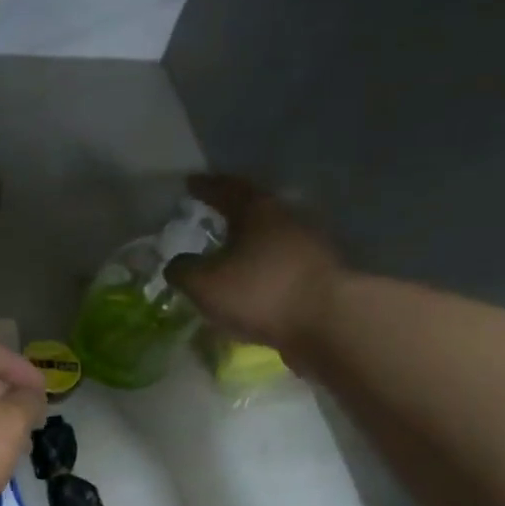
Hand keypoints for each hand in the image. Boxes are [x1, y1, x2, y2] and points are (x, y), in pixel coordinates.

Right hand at [164, 175, 343, 357]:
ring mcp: (308, 247)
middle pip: (254, 210)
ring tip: (228, 256)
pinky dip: (262, 271)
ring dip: (248, 245)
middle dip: (231, 214)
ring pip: (269, 239)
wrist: (328, 322)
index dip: (206, 187)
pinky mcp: (319, 276)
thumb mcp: (205, 284)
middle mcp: (286, 220)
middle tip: (211, 218)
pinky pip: (281, 266)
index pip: (227, 189)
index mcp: (257, 211)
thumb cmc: (260, 292)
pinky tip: (250, 286)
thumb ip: (183, 271)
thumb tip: (176, 265)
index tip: (191, 183)